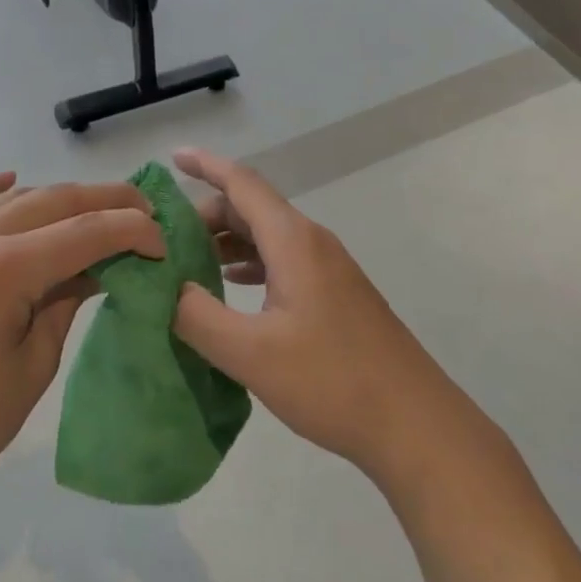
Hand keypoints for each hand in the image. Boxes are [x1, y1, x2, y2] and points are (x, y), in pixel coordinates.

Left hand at [0, 174, 164, 528]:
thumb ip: (68, 300)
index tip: (162, 241)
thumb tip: (101, 265)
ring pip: (10, 198)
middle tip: (142, 212)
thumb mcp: (34, 364)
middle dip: (104, 202)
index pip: (84, 231)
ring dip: (56, 199)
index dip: (132, 230)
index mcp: (2, 272)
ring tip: (93, 209)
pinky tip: (9, 179)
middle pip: (51, 201)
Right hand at [171, 148, 463, 483]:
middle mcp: (311, 242)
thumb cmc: (332, 380)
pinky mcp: (335, 294)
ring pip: (267, 236)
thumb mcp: (251, 353)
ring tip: (188, 261)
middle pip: (251, 208)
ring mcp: (327, 268)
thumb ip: (198, 316)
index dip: (205, 165)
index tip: (172, 157)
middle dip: (207, 213)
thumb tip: (166, 287)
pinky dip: (250, 262)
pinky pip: (282, 260)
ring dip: (227, 240)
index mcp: (292, 240)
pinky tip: (231, 286)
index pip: (241, 183)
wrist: (415, 424)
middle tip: (165, 237)